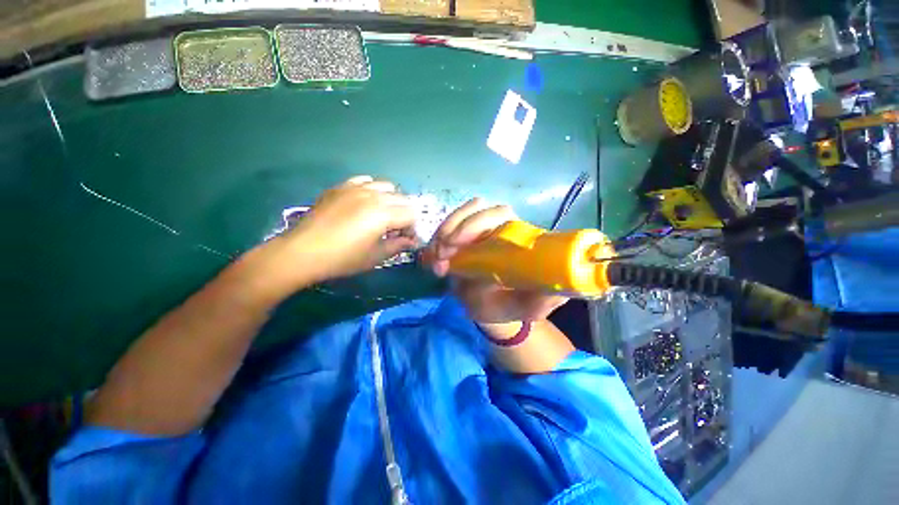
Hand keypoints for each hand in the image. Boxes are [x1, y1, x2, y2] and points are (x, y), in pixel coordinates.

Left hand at [276, 176, 417, 282]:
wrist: (302, 252)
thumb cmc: (343, 258)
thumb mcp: (375, 256)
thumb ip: (398, 245)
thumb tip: (412, 241)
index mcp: (384, 214)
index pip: (412, 214)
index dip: (412, 228)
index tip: (406, 239)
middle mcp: (373, 196)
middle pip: (402, 199)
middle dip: (405, 214)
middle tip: (395, 230)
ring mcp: (356, 188)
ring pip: (386, 186)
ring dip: (391, 200)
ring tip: (382, 215)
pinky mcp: (341, 187)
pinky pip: (365, 180)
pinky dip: (372, 189)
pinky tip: (366, 202)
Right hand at [424, 198, 567, 325]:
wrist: (490, 308)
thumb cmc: (511, 305)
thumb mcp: (529, 307)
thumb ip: (544, 297)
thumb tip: (556, 286)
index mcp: (518, 237)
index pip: (501, 214)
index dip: (476, 224)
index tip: (456, 246)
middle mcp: (498, 227)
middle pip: (476, 209)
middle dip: (455, 228)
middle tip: (442, 254)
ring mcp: (477, 231)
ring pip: (459, 215)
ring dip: (443, 233)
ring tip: (434, 260)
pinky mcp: (460, 239)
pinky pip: (445, 230)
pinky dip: (435, 242)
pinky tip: (429, 260)